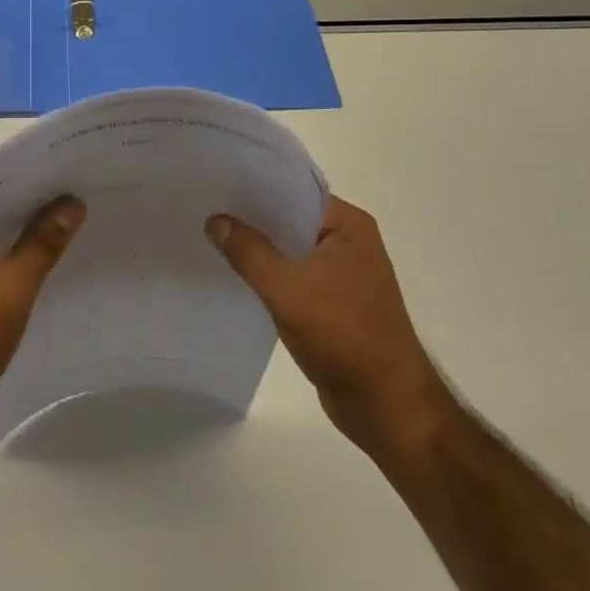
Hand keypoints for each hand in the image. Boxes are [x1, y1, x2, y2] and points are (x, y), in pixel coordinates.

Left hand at [0, 193, 84, 435]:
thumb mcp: (10, 289)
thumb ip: (42, 244)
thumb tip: (72, 202)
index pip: (0, 188)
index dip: (40, 182)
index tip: (81, 176)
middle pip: (2, 213)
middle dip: (43, 211)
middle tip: (93, 202)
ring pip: (1, 243)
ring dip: (34, 241)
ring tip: (85, 232)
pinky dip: (22, 267)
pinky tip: (57, 272)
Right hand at [207, 196, 455, 454]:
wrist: (384, 403)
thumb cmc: (343, 335)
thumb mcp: (287, 289)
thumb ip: (249, 252)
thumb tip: (215, 220)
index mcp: (350, 226)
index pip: (295, 193)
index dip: (255, 190)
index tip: (215, 187)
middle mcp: (349, 243)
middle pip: (290, 221)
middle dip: (251, 220)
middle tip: (204, 212)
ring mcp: (342, 274)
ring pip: (289, 252)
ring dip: (258, 251)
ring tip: (211, 241)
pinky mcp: (332, 303)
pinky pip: (293, 278)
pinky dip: (268, 277)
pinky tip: (234, 278)